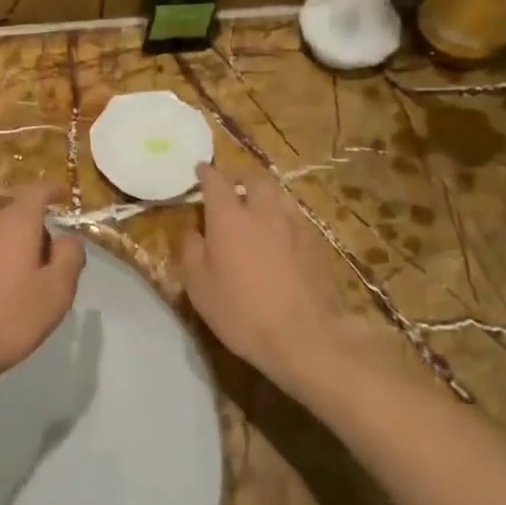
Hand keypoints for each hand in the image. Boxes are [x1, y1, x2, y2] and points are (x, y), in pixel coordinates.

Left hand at [0, 183, 84, 382]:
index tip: (66, 196)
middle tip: (59, 264)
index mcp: (16, 221)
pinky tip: (11, 292)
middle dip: (42, 230)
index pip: (37, 190)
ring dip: (23, 248)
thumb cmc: (12, 315)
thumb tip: (69, 239)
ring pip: (5, 233)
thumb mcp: (57, 288)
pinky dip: (6, 260)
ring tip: (37, 283)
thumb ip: (70, 256)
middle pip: (22, 214)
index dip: (54, 190)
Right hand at [179, 164, 352, 393]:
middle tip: (233, 189)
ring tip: (258, 208)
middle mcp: (263, 212)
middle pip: (255, 180)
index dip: (206, 173)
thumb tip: (191, 230)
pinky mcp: (315, 243)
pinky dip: (283, 218)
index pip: (216, 182)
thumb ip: (191, 251)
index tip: (200, 169)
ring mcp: (293, 226)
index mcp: (229, 217)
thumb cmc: (240, 311)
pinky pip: (295, 218)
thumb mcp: (199, 286)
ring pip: (279, 196)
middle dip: (241, 179)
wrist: (302, 335)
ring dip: (265, 196)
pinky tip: (280, 235)